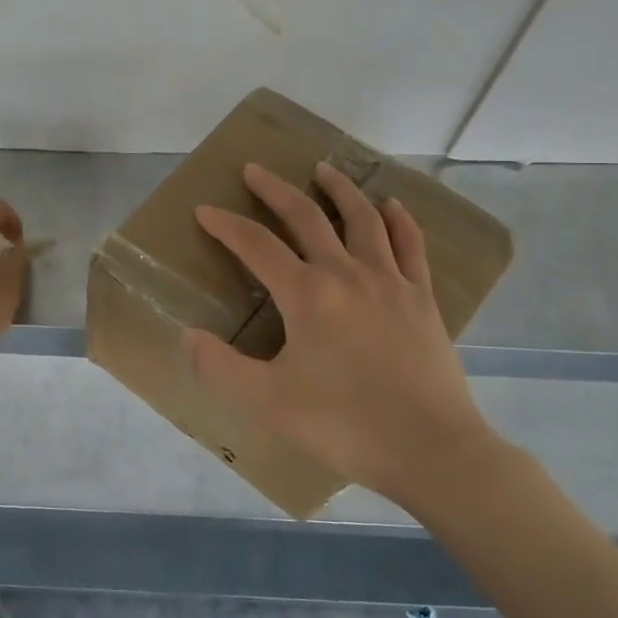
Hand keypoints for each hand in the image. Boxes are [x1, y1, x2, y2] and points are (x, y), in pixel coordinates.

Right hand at [185, 161, 503, 510]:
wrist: (430, 449)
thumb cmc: (343, 424)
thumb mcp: (268, 402)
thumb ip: (220, 367)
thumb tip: (187, 335)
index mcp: (306, 295)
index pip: (256, 245)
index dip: (226, 225)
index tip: (205, 210)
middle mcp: (347, 274)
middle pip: (307, 218)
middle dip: (276, 190)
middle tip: (255, 169)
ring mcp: (390, 282)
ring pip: (362, 219)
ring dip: (339, 190)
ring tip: (323, 168)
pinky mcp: (422, 299)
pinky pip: (410, 246)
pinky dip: (400, 220)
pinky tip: (392, 205)